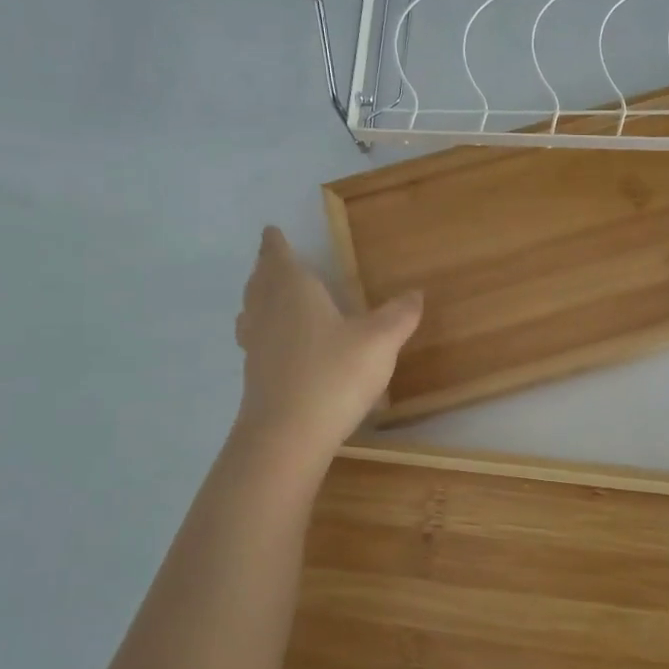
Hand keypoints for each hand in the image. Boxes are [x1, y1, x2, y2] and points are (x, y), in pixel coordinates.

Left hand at [233, 227, 422, 451]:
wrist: (287, 436)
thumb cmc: (334, 375)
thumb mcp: (379, 341)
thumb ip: (398, 315)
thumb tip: (415, 294)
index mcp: (293, 291)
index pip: (279, 258)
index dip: (275, 244)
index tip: (270, 231)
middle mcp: (268, 312)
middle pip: (260, 282)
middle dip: (266, 268)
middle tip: (271, 259)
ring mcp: (256, 345)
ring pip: (252, 310)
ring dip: (258, 298)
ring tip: (268, 296)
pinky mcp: (254, 376)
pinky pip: (256, 339)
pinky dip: (262, 329)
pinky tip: (278, 344)